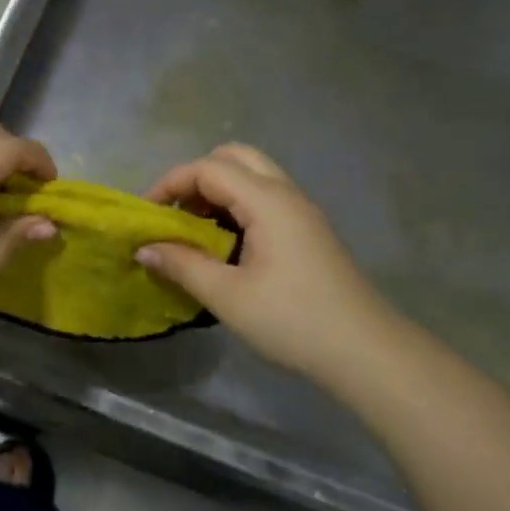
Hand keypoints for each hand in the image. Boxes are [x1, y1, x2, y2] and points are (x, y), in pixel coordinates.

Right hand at [137, 144, 394, 386]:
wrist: (365, 352)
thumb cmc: (292, 321)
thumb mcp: (228, 296)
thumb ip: (182, 265)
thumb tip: (144, 248)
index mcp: (267, 200)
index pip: (208, 168)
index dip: (171, 183)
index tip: (146, 214)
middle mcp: (286, 193)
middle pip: (234, 158)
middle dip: (196, 178)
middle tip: (176, 214)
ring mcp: (301, 211)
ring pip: (252, 176)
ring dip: (218, 192)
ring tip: (195, 232)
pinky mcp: (308, 231)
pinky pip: (265, 198)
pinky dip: (237, 207)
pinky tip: (226, 246)